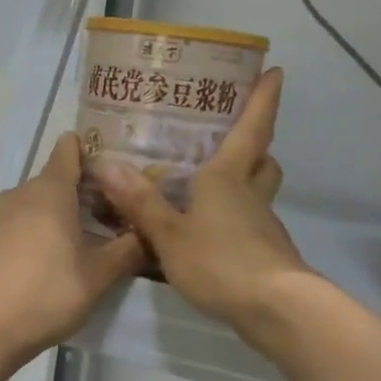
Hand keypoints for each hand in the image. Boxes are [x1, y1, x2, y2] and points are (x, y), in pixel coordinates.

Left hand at [0, 133, 144, 359]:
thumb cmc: (46, 294)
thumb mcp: (97, 278)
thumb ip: (125, 253)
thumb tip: (145, 236)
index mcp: (50, 193)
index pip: (67, 153)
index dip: (82, 150)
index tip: (97, 159)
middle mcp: (16, 195)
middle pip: (47, 185)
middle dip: (69, 197)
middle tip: (93, 221)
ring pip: (23, 208)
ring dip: (42, 220)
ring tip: (60, 249)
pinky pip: (3, 231)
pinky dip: (17, 240)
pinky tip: (25, 269)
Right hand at [87, 68, 312, 331]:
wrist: (275, 309)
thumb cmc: (221, 261)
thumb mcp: (169, 234)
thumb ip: (140, 203)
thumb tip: (106, 165)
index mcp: (228, 177)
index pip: (252, 128)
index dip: (262, 98)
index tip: (274, 71)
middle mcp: (250, 194)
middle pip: (261, 160)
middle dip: (253, 144)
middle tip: (228, 136)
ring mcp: (262, 225)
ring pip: (257, 192)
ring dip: (243, 181)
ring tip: (207, 184)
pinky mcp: (265, 252)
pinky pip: (249, 222)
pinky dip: (233, 218)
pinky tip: (208, 232)